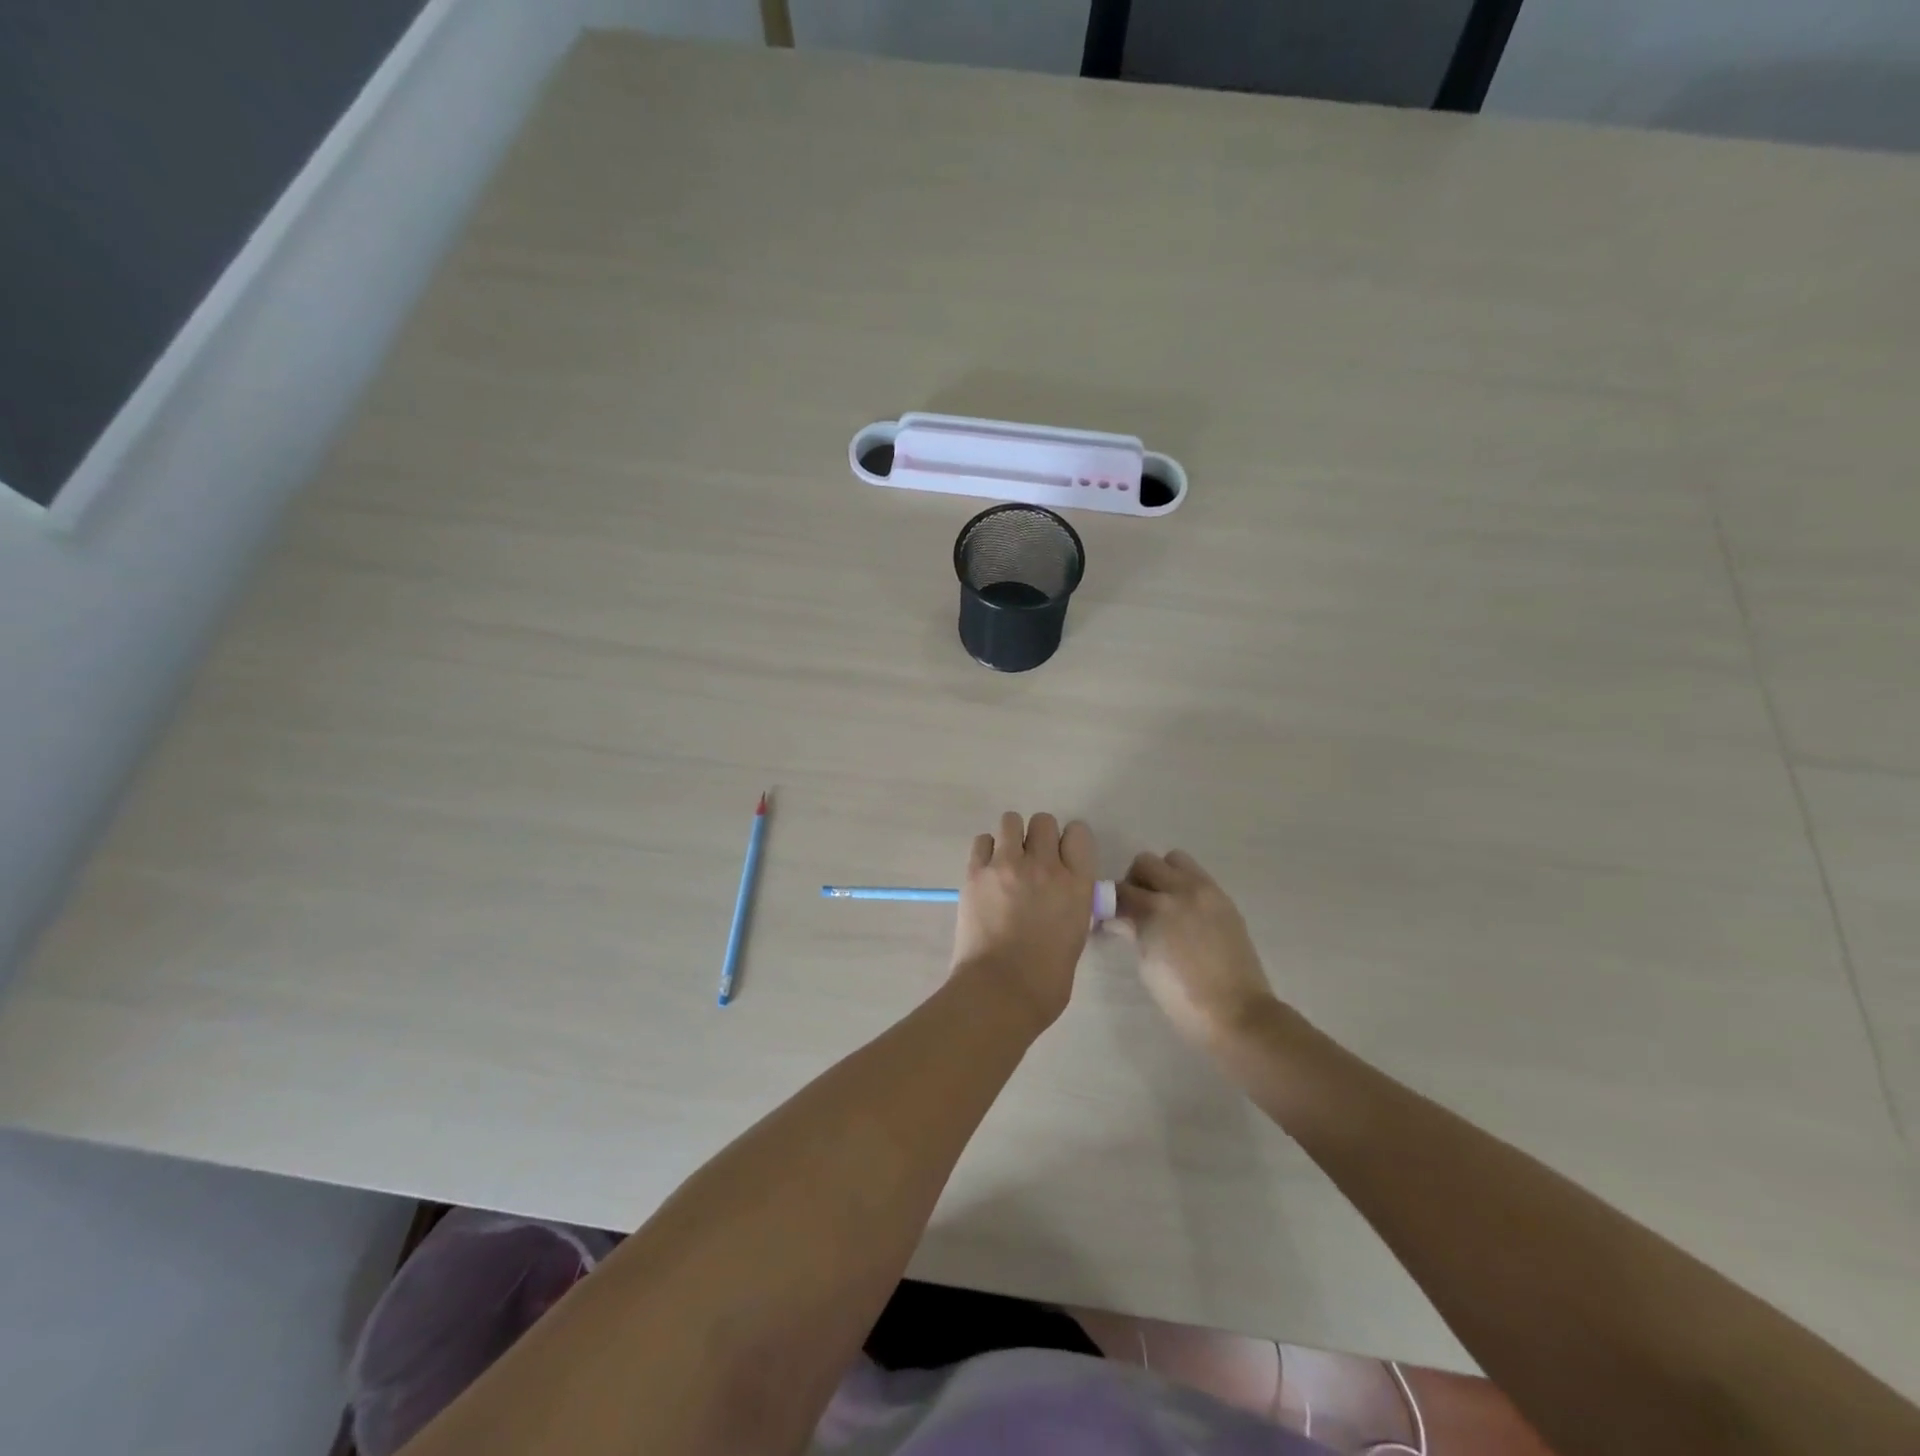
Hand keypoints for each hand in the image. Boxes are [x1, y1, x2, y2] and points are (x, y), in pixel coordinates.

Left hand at [950, 812, 1097, 1033]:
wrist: (1000, 991)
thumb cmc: (1047, 979)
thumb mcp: (1075, 934)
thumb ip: (1070, 902)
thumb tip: (1059, 893)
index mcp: (1076, 884)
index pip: (1079, 833)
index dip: (1069, 842)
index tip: (1062, 857)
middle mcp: (1044, 866)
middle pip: (1044, 821)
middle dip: (1039, 837)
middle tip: (1031, 861)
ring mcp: (1007, 865)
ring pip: (1011, 821)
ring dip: (1011, 837)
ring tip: (1006, 861)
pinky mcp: (976, 872)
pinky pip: (982, 840)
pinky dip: (986, 851)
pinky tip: (987, 872)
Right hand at [1115, 850, 1277, 1050]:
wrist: (1237, 1014)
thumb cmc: (1183, 999)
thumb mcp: (1147, 965)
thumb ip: (1132, 931)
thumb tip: (1116, 917)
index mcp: (1156, 909)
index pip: (1120, 890)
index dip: (1108, 902)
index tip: (1106, 915)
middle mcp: (1181, 890)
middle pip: (1145, 862)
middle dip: (1134, 882)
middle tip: (1134, 908)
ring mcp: (1207, 892)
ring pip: (1174, 860)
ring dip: (1162, 875)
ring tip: (1162, 904)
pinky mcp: (1225, 900)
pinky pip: (1197, 876)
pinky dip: (1184, 885)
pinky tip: (1185, 914)